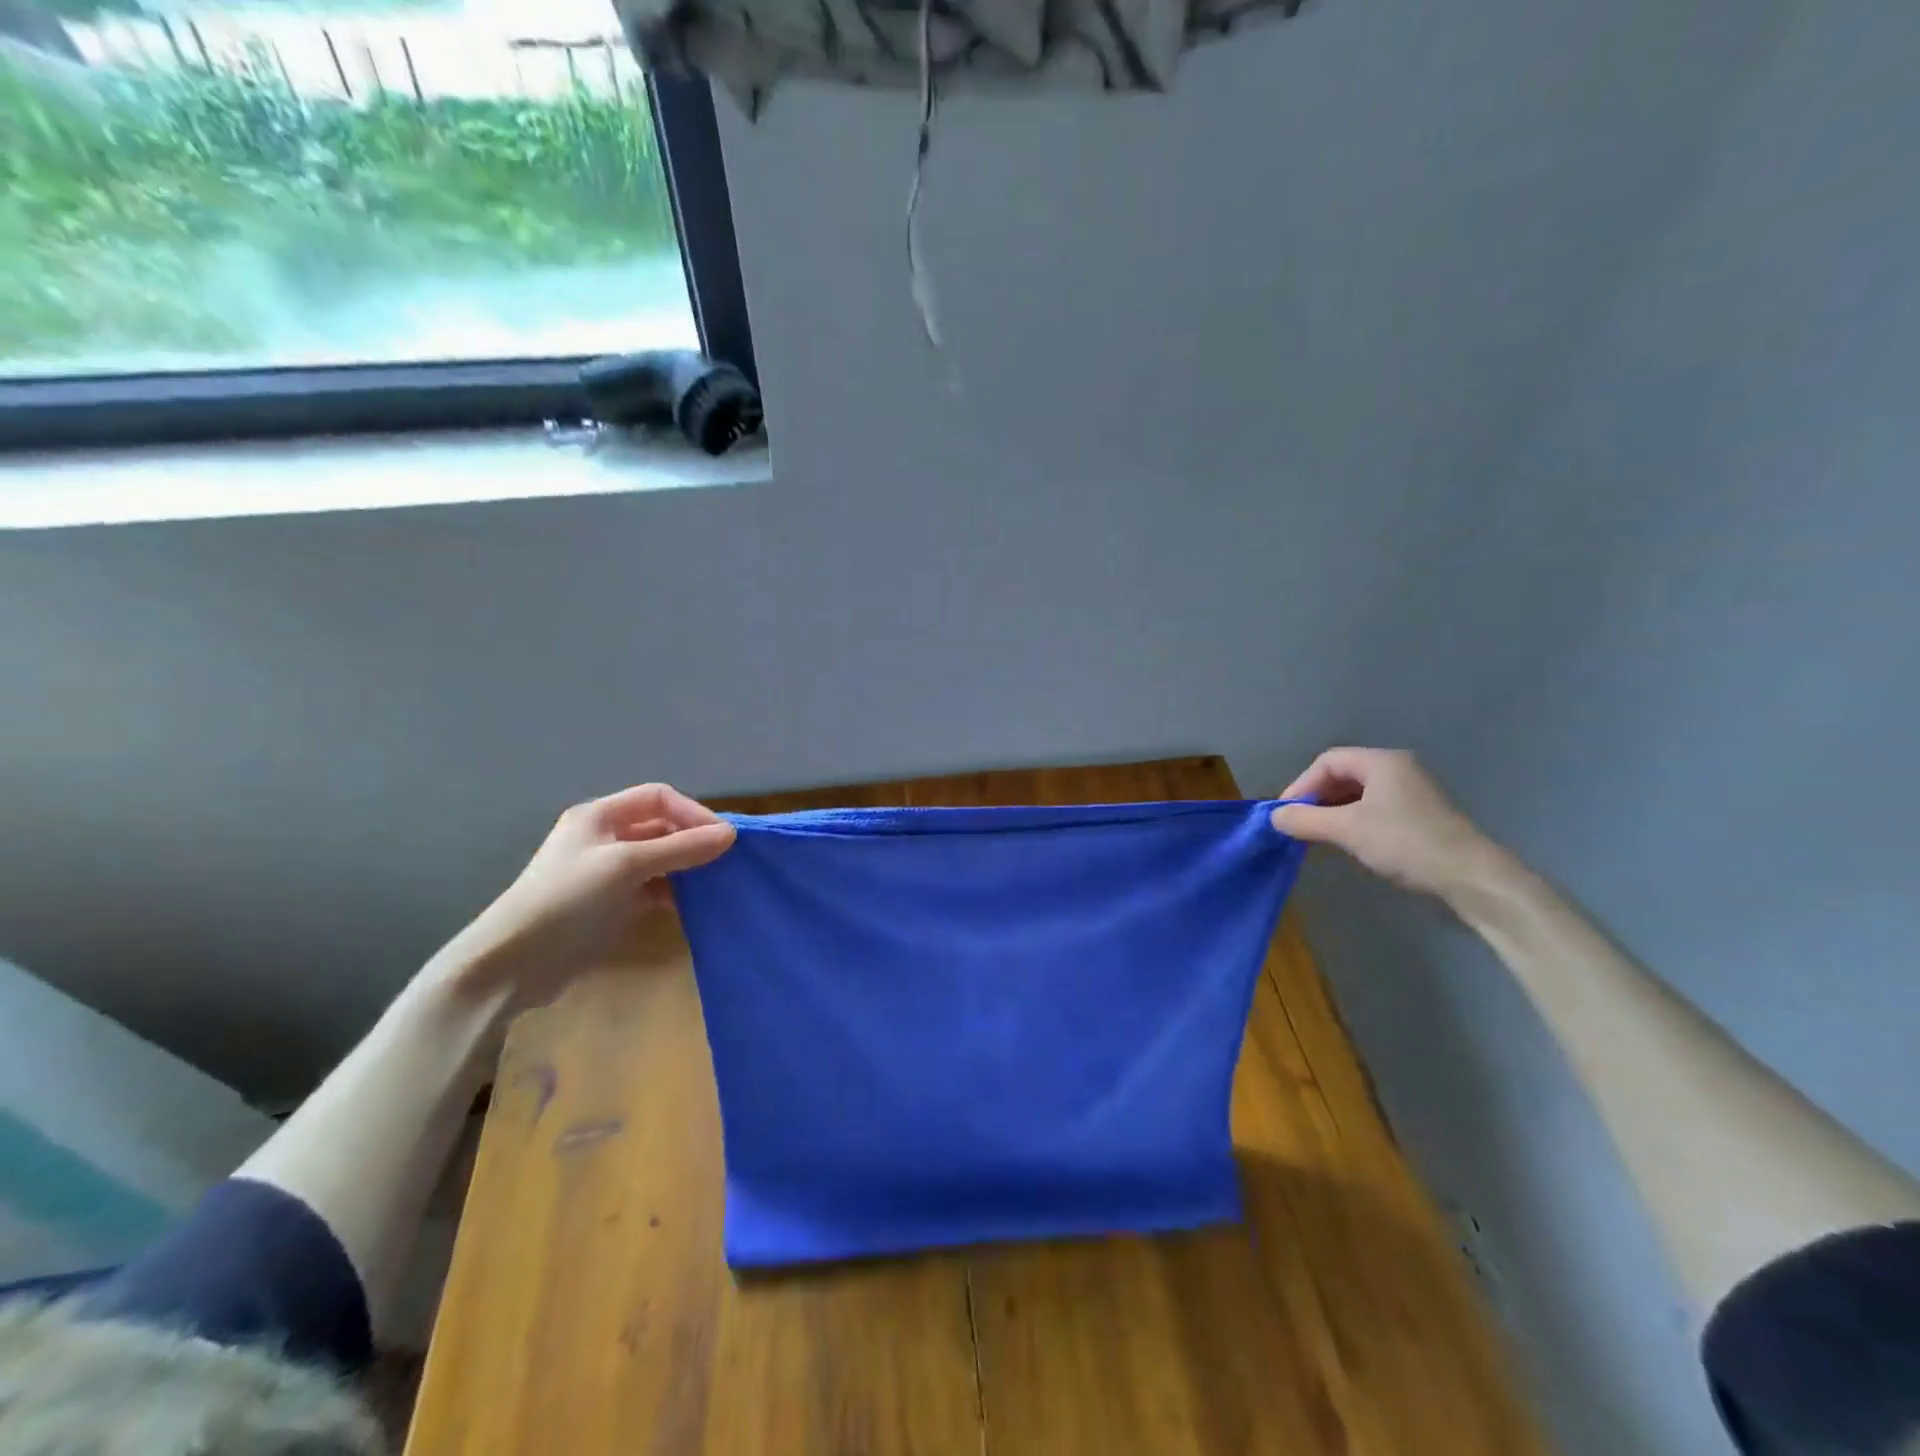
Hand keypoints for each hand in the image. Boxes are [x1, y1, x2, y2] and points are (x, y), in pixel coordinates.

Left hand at [432, 783, 734, 1010]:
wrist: (512, 966)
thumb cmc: (568, 901)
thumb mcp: (627, 866)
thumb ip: (680, 849)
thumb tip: (731, 834)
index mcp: (599, 816)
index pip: (659, 797)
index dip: (693, 812)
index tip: (723, 837)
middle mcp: (604, 838)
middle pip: (661, 827)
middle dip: (693, 840)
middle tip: (727, 862)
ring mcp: (607, 873)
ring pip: (660, 860)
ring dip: (687, 868)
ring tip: (716, 884)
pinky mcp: (611, 905)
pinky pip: (653, 889)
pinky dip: (675, 893)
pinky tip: (693, 906)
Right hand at [1269, 748, 1501, 898]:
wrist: (1470, 878)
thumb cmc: (1405, 843)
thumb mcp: (1347, 830)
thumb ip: (1306, 820)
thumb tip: (1274, 816)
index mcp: (1381, 762)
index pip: (1327, 761)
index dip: (1301, 784)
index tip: (1286, 813)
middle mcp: (1397, 770)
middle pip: (1342, 776)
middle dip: (1316, 799)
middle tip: (1298, 825)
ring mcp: (1410, 793)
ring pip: (1357, 795)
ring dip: (1332, 813)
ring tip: (1317, 837)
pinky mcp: (1418, 817)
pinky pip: (1373, 810)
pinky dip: (1352, 822)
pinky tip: (1346, 843)